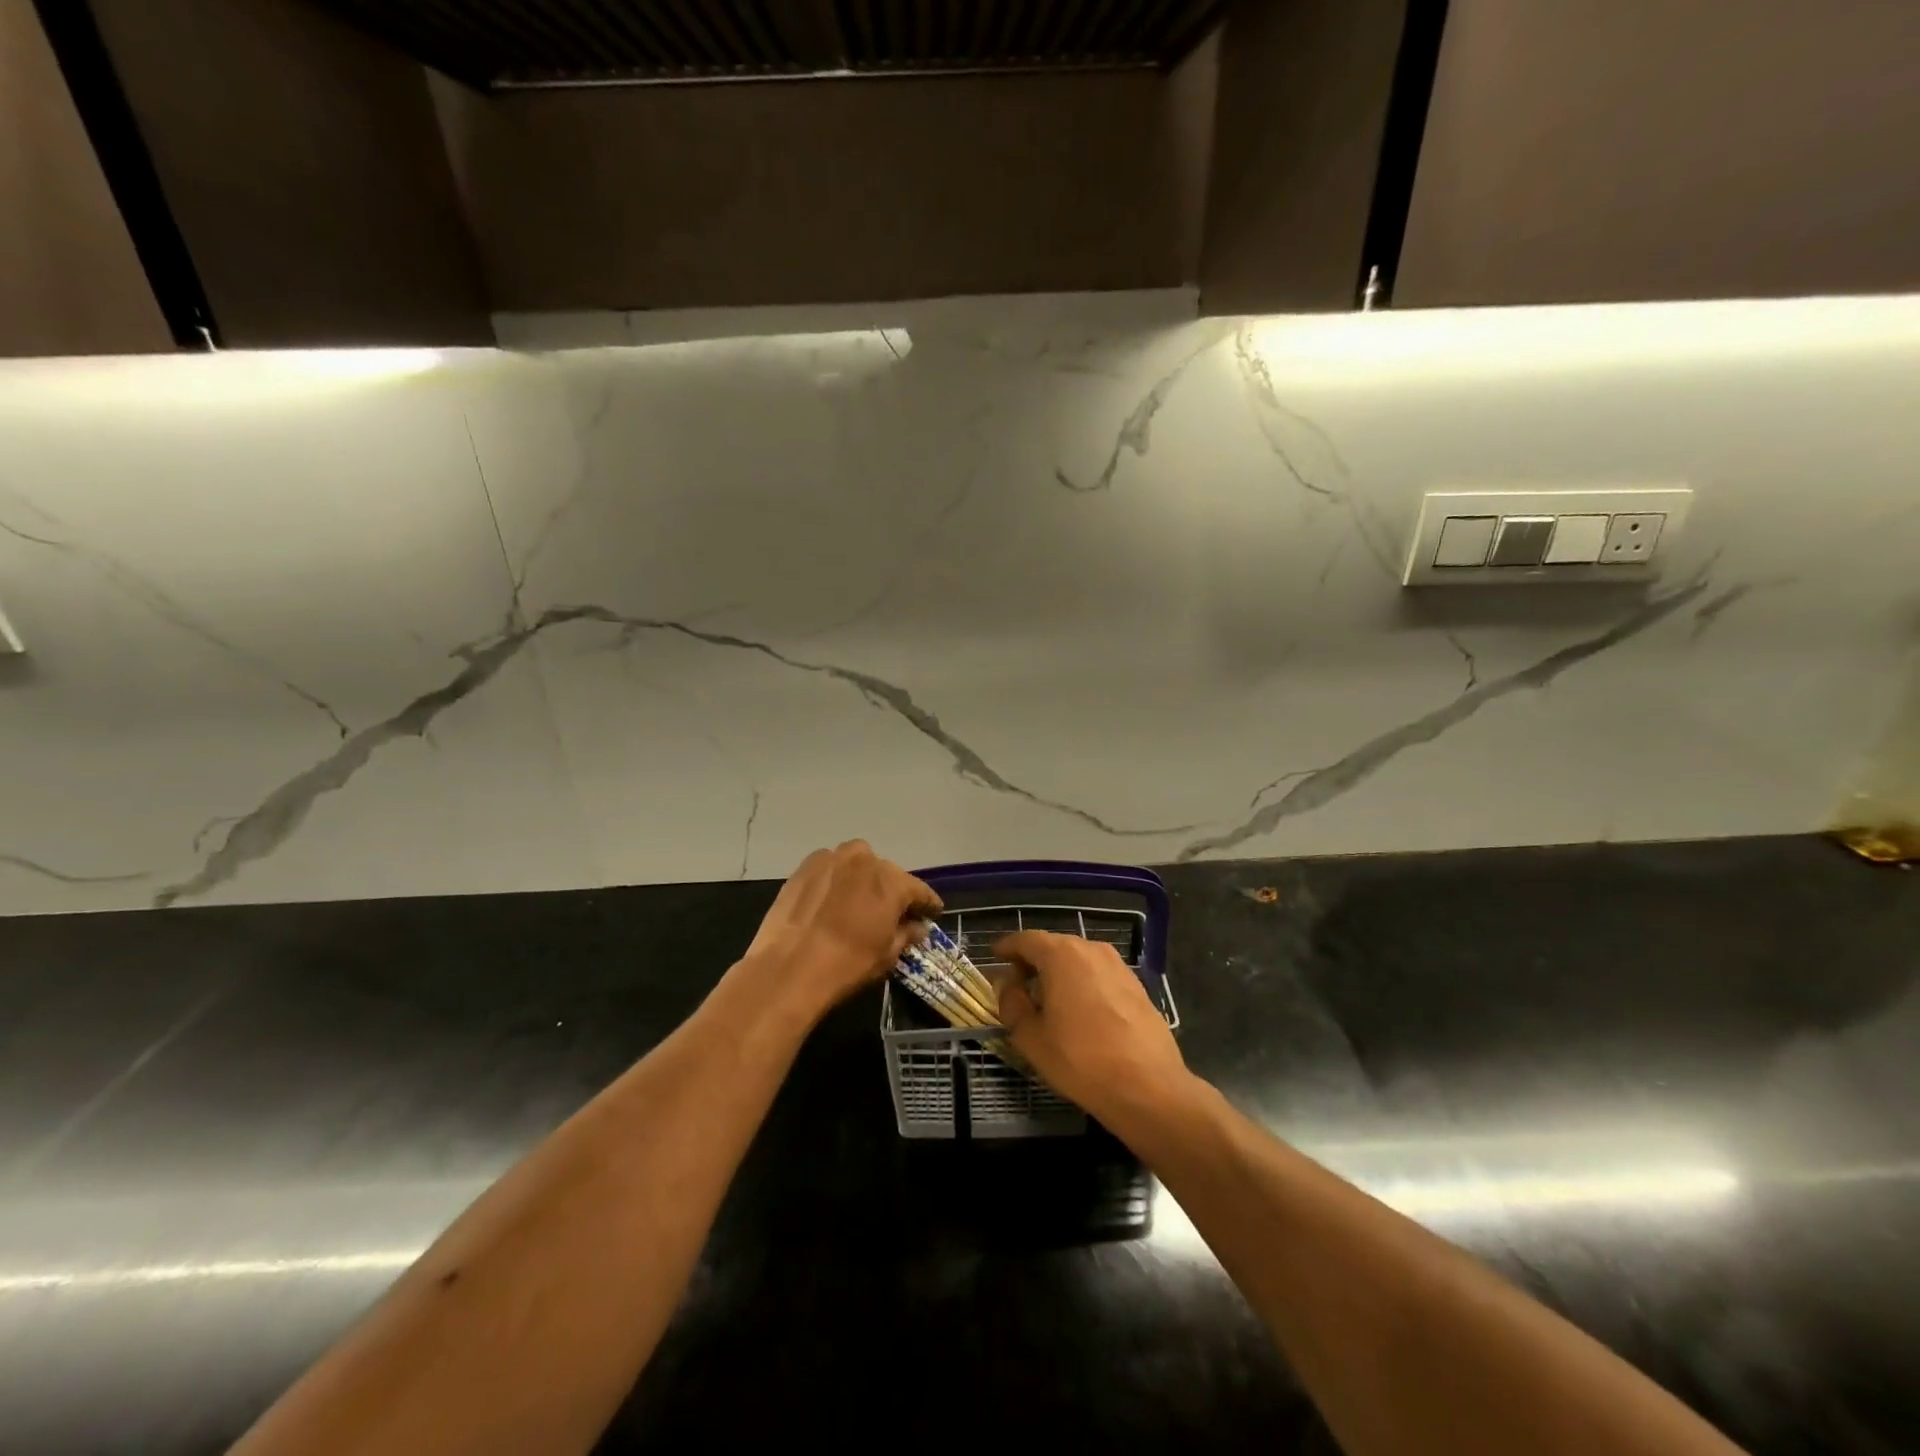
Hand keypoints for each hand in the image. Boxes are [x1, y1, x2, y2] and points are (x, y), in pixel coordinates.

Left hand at [740, 841, 940, 1021]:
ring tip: (856, 901)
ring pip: (857, 863)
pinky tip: (829, 899)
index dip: (927, 903)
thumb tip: (918, 927)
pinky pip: (829, 867)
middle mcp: (866, 860)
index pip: (919, 890)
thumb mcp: (886, 955)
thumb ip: (906, 934)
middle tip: (889, 912)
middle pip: (887, 873)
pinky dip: (835, 878)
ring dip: (862, 878)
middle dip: (891, 891)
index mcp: (892, 882)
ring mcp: (832, 859)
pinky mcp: (805, 866)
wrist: (789, 968)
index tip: (932, 912)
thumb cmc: (847, 964)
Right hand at [990, 931, 1189, 1119]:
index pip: (1026, 940)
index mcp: (1061, 954)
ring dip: (1059, 974)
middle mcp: (1091, 949)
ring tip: (1047, 1002)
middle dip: (1032, 962)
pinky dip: (1082, 984)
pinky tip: (1079, 1013)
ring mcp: (1118, 966)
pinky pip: (1099, 976)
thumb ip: (1012, 1003)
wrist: (1148, 1086)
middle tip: (1017, 986)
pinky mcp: (1136, 986)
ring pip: (1078, 961)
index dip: (1007, 948)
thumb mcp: (1031, 1037)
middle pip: (1053, 947)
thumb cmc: (1080, 1059)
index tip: (995, 957)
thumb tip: (1007, 984)